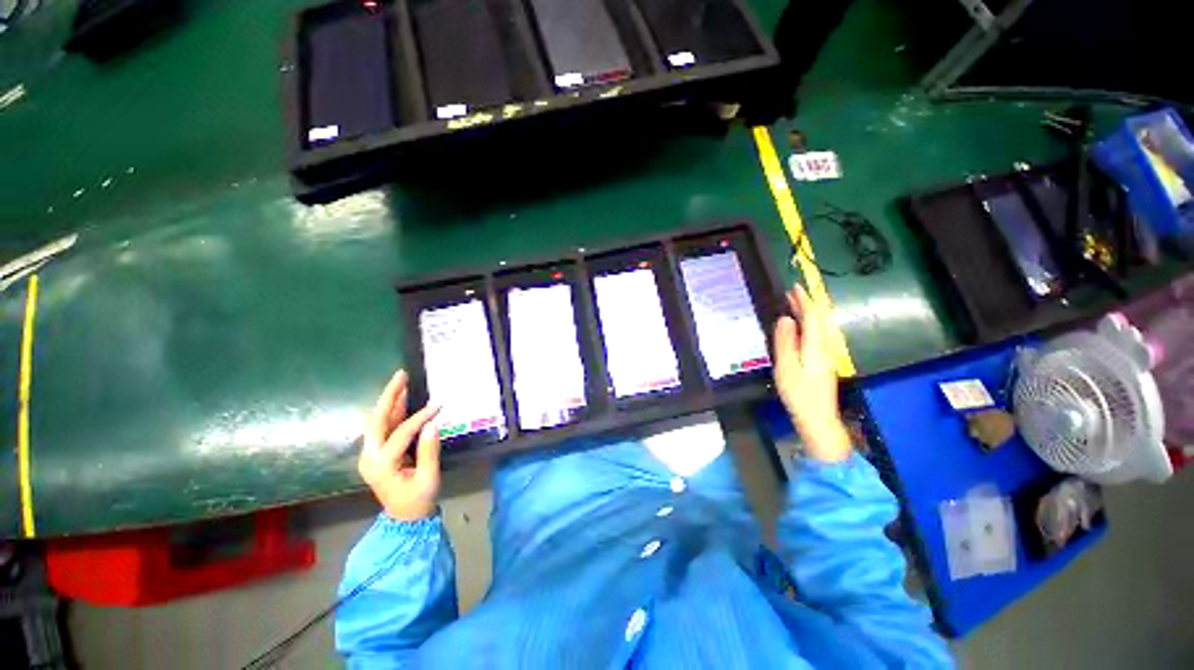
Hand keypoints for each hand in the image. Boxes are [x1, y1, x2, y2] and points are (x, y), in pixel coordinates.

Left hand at [359, 369, 442, 520]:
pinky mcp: (376, 454)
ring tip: (402, 381)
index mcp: (382, 465)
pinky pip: (383, 428)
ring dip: (389, 401)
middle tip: (402, 375)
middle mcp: (370, 457)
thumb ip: (429, 451)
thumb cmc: (419, 501)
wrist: (404, 519)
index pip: (401, 433)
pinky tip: (402, 399)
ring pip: (377, 421)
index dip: (420, 418)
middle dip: (389, 396)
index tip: (438, 406)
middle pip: (376, 420)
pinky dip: (392, 412)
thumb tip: (432, 424)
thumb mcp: (429, 478)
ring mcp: (370, 455)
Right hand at [772, 285, 851, 461]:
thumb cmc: (799, 394)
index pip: (812, 316)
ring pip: (819, 327)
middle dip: (806, 304)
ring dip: (808, 314)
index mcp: (815, 346)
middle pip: (819, 320)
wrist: (817, 418)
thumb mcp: (786, 367)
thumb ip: (785, 342)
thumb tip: (785, 319)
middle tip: (791, 293)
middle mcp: (824, 347)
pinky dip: (808, 325)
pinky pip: (816, 335)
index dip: (804, 300)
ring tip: (794, 306)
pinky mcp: (823, 362)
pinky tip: (799, 328)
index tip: (794, 287)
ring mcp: (825, 355)